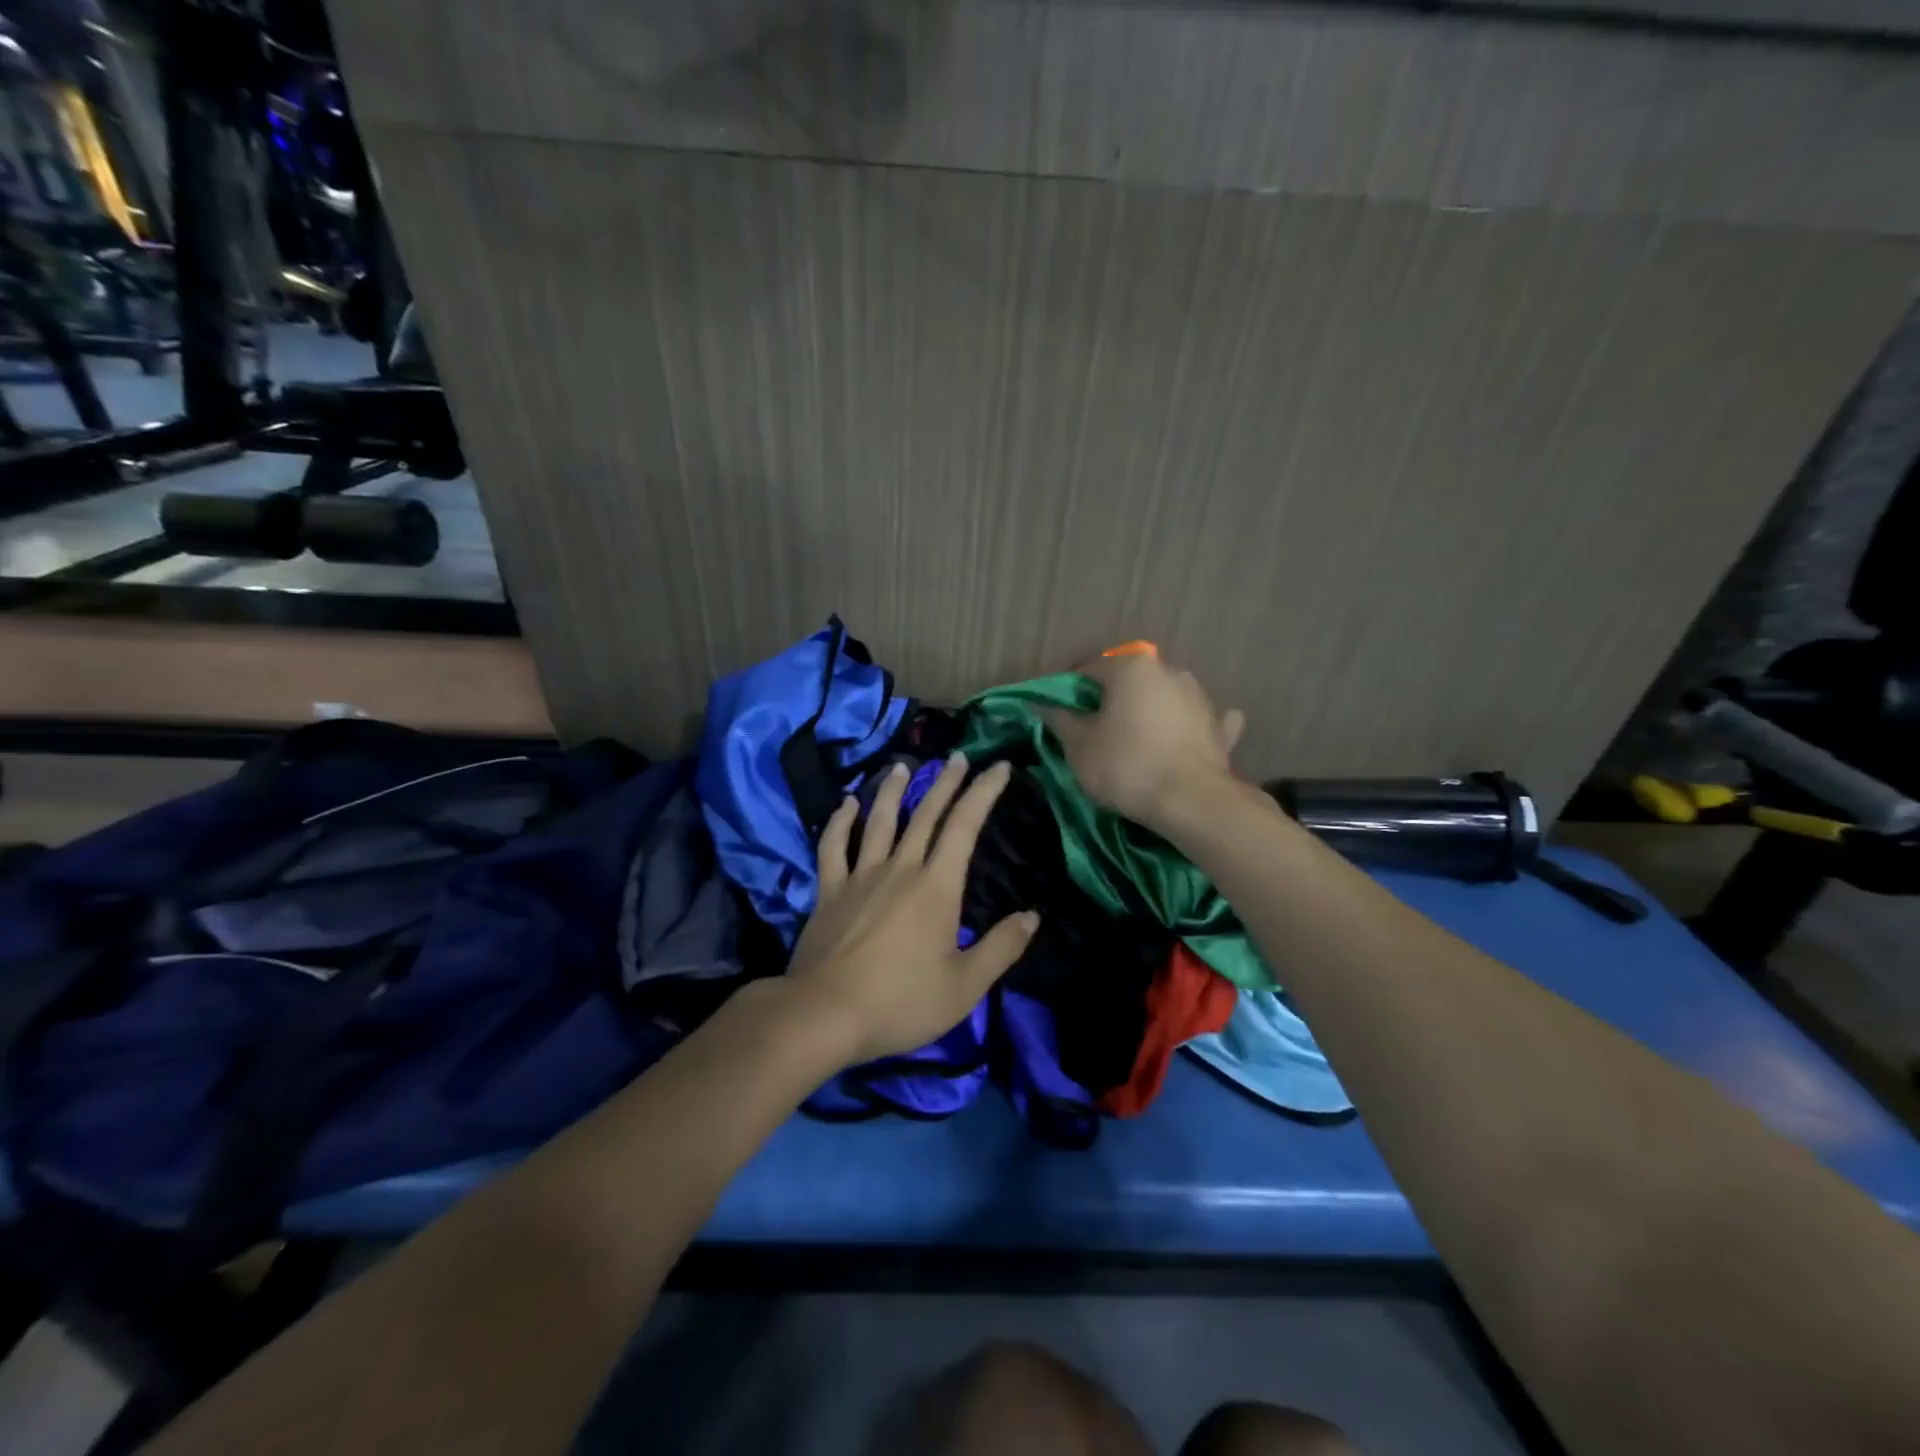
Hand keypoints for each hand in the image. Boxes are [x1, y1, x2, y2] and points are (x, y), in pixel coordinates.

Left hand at [785, 752, 1038, 1064]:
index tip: (998, 766)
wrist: (824, 1014)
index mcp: (936, 887)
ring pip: (879, 820)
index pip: (964, 827)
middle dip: (945, 783)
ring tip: (902, 766)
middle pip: (925, 815)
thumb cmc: (901, 1002)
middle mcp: (900, 869)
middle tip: (957, 756)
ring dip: (892, 790)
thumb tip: (1031, 916)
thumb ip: (1000, 948)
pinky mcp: (829, 890)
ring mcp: (860, 876)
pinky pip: (833, 846)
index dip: (983, 792)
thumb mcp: (964, 986)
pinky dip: (840, 822)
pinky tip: (846, 804)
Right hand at [1047, 653, 1245, 832]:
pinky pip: (1198, 720)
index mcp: (1131, 668)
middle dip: (1113, 699)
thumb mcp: (1078, 747)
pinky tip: (1182, 738)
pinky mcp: (1220, 727)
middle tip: (1096, 728)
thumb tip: (1047, 706)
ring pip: (1165, 697)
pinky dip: (1188, 726)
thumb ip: (1061, 720)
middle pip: (1130, 681)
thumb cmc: (1126, 766)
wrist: (1191, 802)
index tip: (1062, 714)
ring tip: (1136, 739)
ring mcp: (1199, 697)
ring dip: (1150, 710)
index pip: (1090, 669)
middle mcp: (1169, 671)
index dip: (1071, 690)